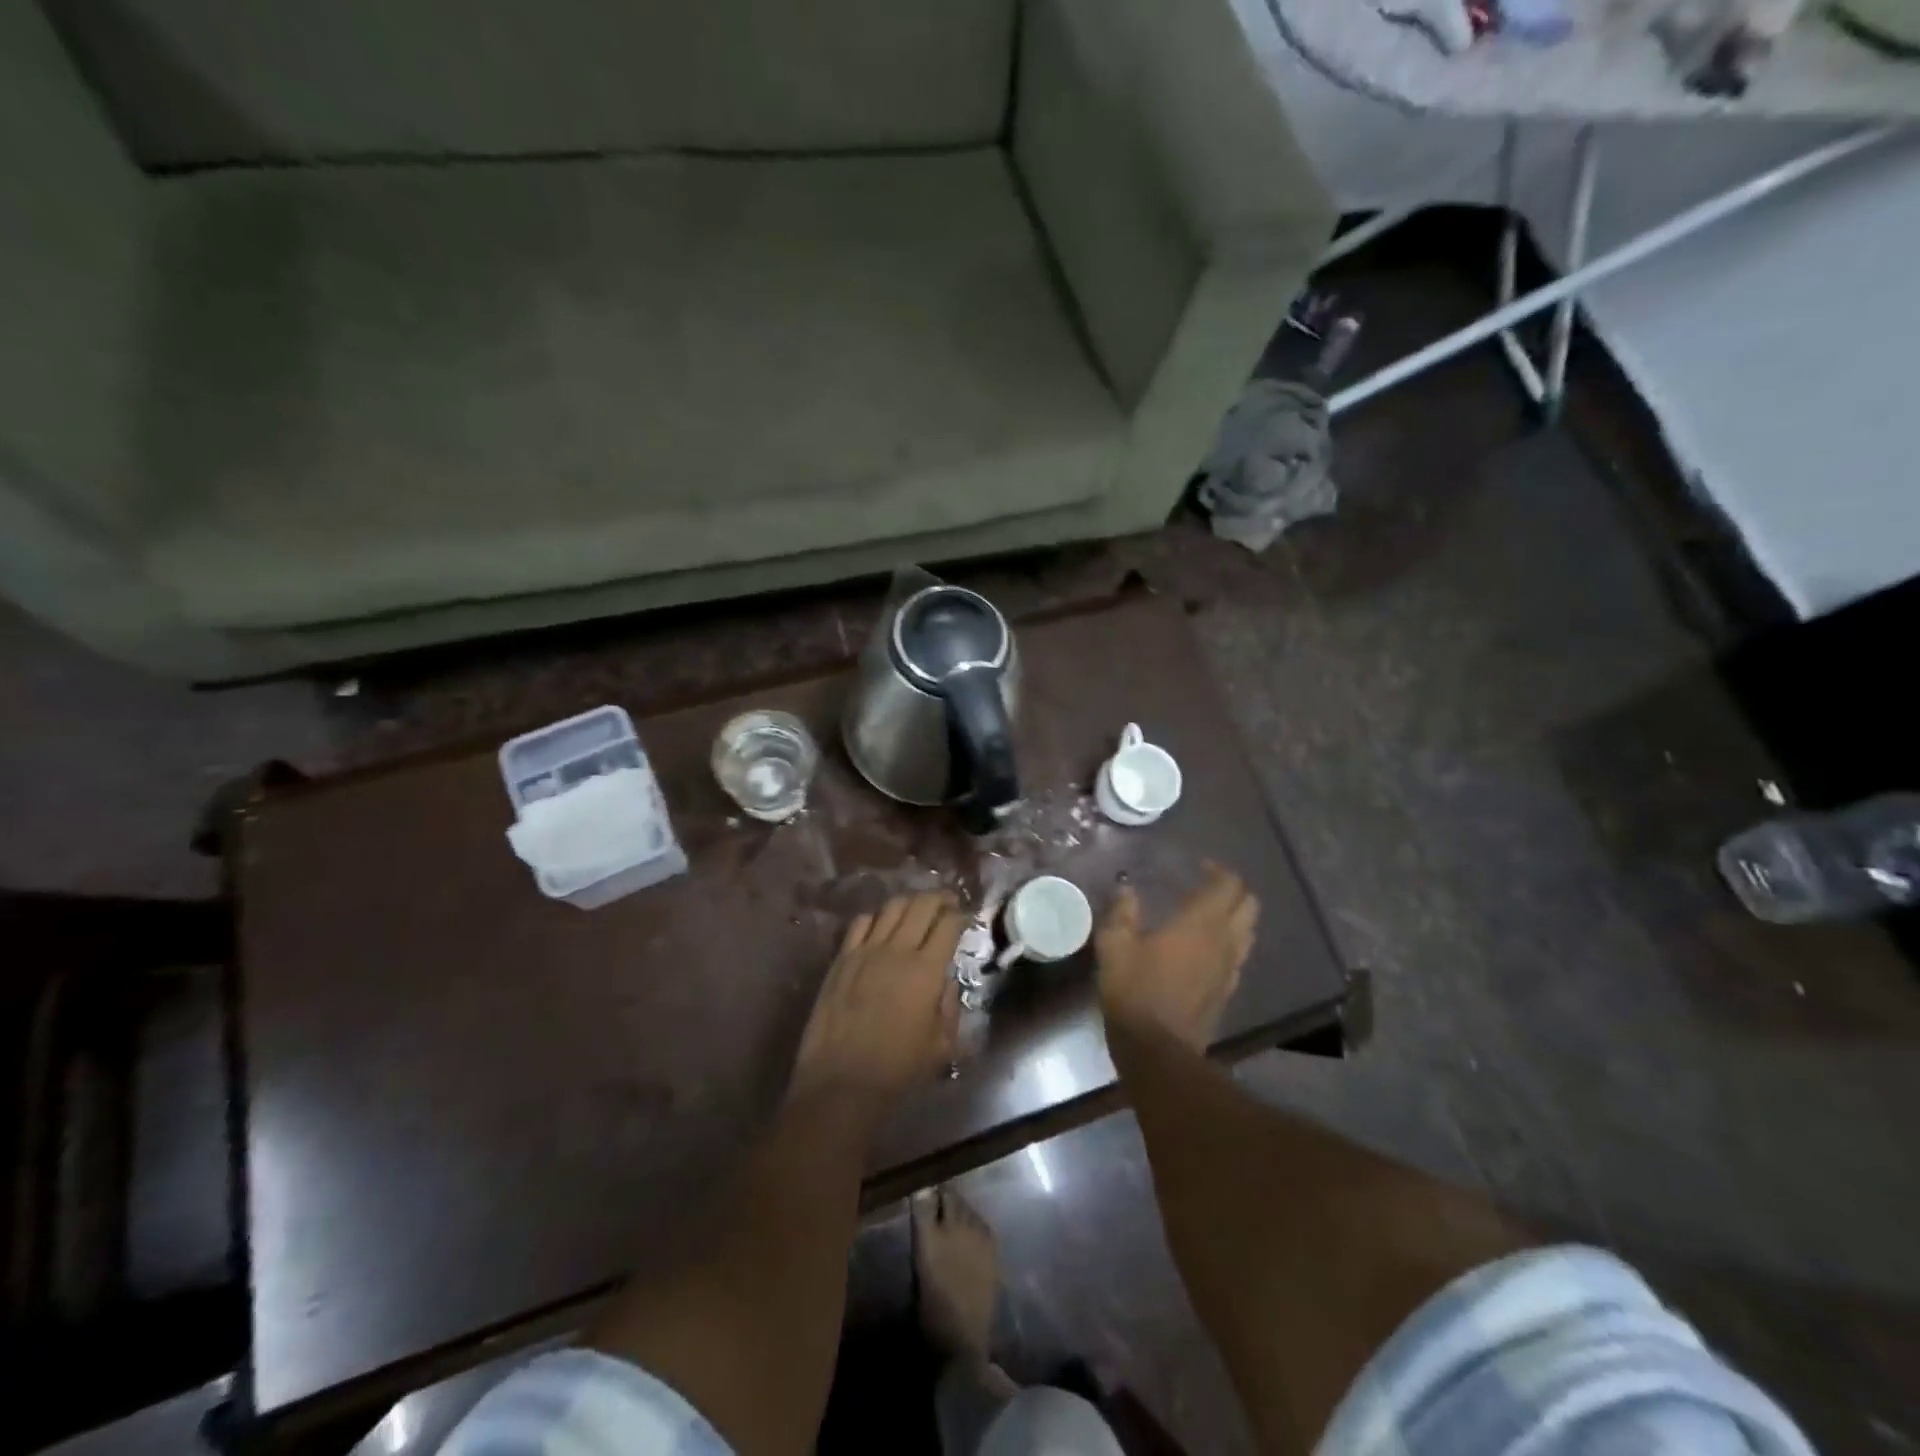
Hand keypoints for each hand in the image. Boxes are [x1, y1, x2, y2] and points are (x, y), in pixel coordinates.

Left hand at [791, 893, 965, 1110]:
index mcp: (926, 970)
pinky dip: (876, 917)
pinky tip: (882, 926)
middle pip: (921, 905)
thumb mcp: (942, 1044)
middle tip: (947, 902)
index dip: (960, 915)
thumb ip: (949, 1005)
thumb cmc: (898, 1068)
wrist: (842, 1081)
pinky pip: (861, 923)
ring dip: (909, 902)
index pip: (948, 924)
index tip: (965, 917)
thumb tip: (945, 981)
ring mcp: (865, 951)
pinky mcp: (841, 958)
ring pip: (891, 907)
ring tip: (917, 909)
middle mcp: (897, 950)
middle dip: (939, 898)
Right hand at [1096, 865, 1257, 1050]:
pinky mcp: (1227, 992)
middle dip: (1233, 890)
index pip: (1228, 885)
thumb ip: (1122, 912)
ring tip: (1207, 915)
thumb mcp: (1115, 945)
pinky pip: (1238, 956)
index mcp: (1201, 923)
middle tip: (1206, 887)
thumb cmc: (1135, 990)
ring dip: (1235, 916)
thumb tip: (1126, 888)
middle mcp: (1224, 941)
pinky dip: (1229, 943)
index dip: (1218, 870)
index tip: (1198, 866)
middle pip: (1249, 905)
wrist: (1158, 1050)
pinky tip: (1204, 949)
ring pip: (1248, 931)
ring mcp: (1230, 969)